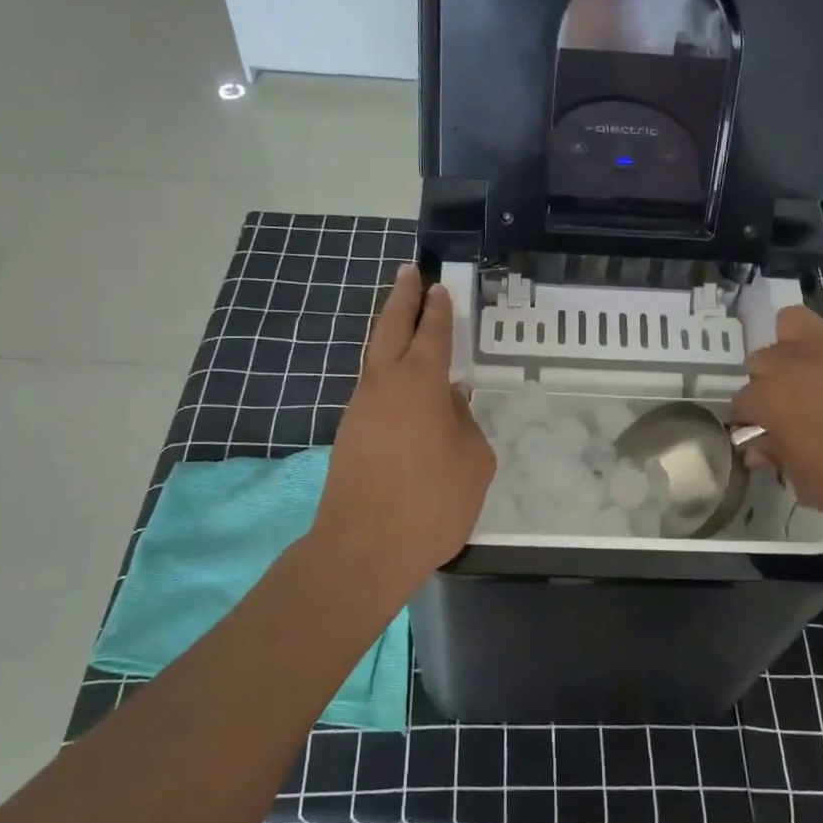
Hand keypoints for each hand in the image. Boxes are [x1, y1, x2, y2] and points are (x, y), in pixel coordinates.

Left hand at [313, 265, 494, 605]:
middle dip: (401, 299)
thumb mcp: (473, 462)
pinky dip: (387, 374)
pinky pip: (373, 390)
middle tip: (409, 272)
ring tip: (404, 322)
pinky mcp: (349, 435)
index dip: (437, 309)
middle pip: (390, 328)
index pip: (431, 333)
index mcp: (419, 383)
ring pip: (375, 359)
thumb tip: (451, 404)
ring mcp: (360, 409)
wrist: (363, 549)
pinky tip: (403, 388)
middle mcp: (383, 385)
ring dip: (389, 334)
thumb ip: (465, 424)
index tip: (438, 287)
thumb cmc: (431, 503)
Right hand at [733, 302, 822, 536]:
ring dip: (793, 344)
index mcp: (772, 398)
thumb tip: (760, 449)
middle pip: (761, 360)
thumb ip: (779, 460)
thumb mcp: (808, 486)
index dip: (747, 422)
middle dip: (766, 383)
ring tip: (811, 370)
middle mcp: (796, 361)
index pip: (740, 404)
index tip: (759, 438)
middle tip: (787, 409)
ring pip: (793, 322)